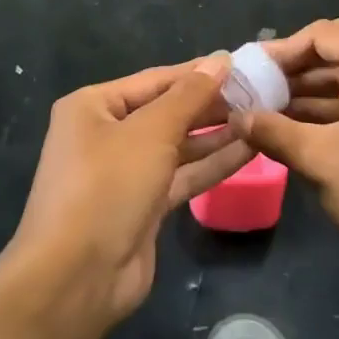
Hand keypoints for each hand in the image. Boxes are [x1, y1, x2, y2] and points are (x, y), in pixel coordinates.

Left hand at [13, 55, 250, 321]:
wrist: (77, 278)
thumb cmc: (108, 186)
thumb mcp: (151, 132)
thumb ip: (189, 95)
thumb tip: (220, 60)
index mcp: (94, 106)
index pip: (156, 79)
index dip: (199, 72)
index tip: (242, 64)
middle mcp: (106, 134)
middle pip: (167, 111)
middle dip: (210, 104)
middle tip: (259, 93)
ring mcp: (125, 172)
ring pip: (178, 145)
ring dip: (216, 134)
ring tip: (261, 117)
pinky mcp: (143, 206)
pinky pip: (182, 176)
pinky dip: (211, 164)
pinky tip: (249, 150)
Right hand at [233, 15, 338, 288]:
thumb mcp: (320, 160)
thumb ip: (273, 131)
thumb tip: (237, 117)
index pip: (325, 33)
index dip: (284, 49)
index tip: (253, 71)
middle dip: (303, 58)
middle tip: (269, 79)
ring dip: (318, 81)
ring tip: (275, 104)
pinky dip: (337, 100)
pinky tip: (303, 123)